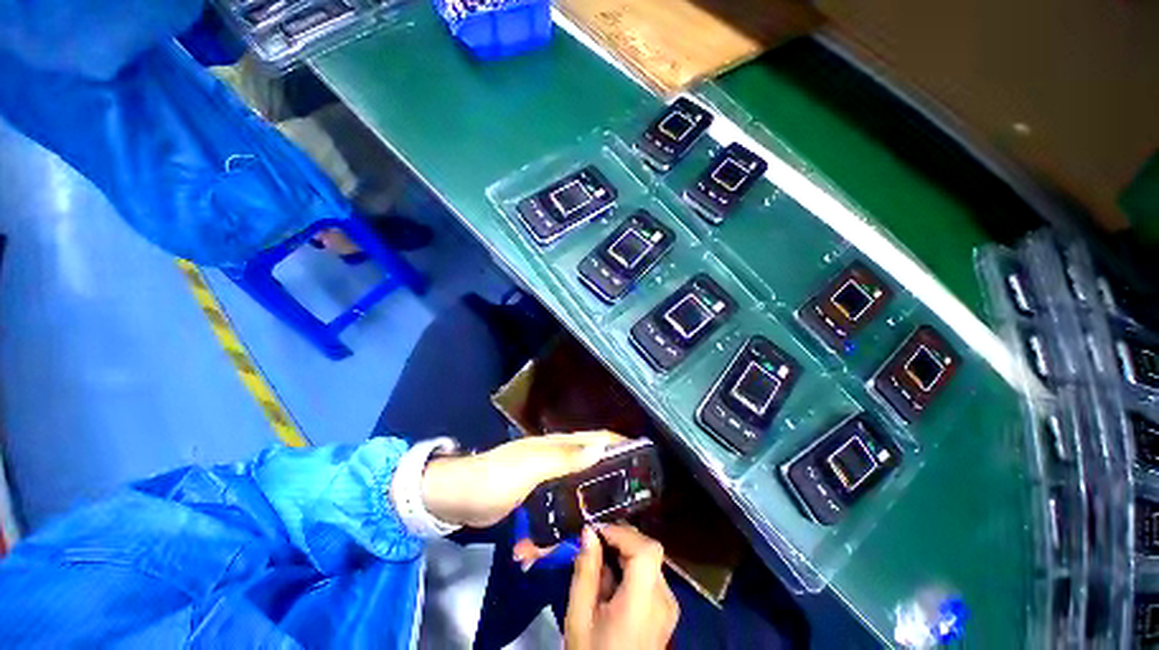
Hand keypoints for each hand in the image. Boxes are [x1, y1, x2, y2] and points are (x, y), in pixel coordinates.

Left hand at [421, 430, 623, 527]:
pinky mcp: (537, 498)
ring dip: (590, 498)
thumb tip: (601, 446)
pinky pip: (560, 505)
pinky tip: (574, 532)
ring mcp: (546, 478)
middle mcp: (556, 458)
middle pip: (591, 461)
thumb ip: (565, 457)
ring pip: (577, 485)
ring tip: (611, 516)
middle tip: (633, 494)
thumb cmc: (496, 477)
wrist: (458, 498)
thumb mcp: (531, 466)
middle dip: (611, 473)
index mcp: (557, 444)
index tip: (643, 456)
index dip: (618, 442)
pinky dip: (568, 516)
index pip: (595, 437)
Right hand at [564, 524, 678, 649]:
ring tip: (600, 568)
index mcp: (643, 604)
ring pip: (650, 561)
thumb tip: (589, 531)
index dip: (623, 533)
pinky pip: (651, 576)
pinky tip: (613, 584)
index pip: (647, 550)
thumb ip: (585, 571)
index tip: (596, 531)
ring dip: (625, 553)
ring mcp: (669, 607)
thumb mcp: (579, 617)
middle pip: (649, 552)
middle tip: (594, 544)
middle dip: (621, 540)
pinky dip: (632, 569)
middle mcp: (664, 600)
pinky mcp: (668, 612)